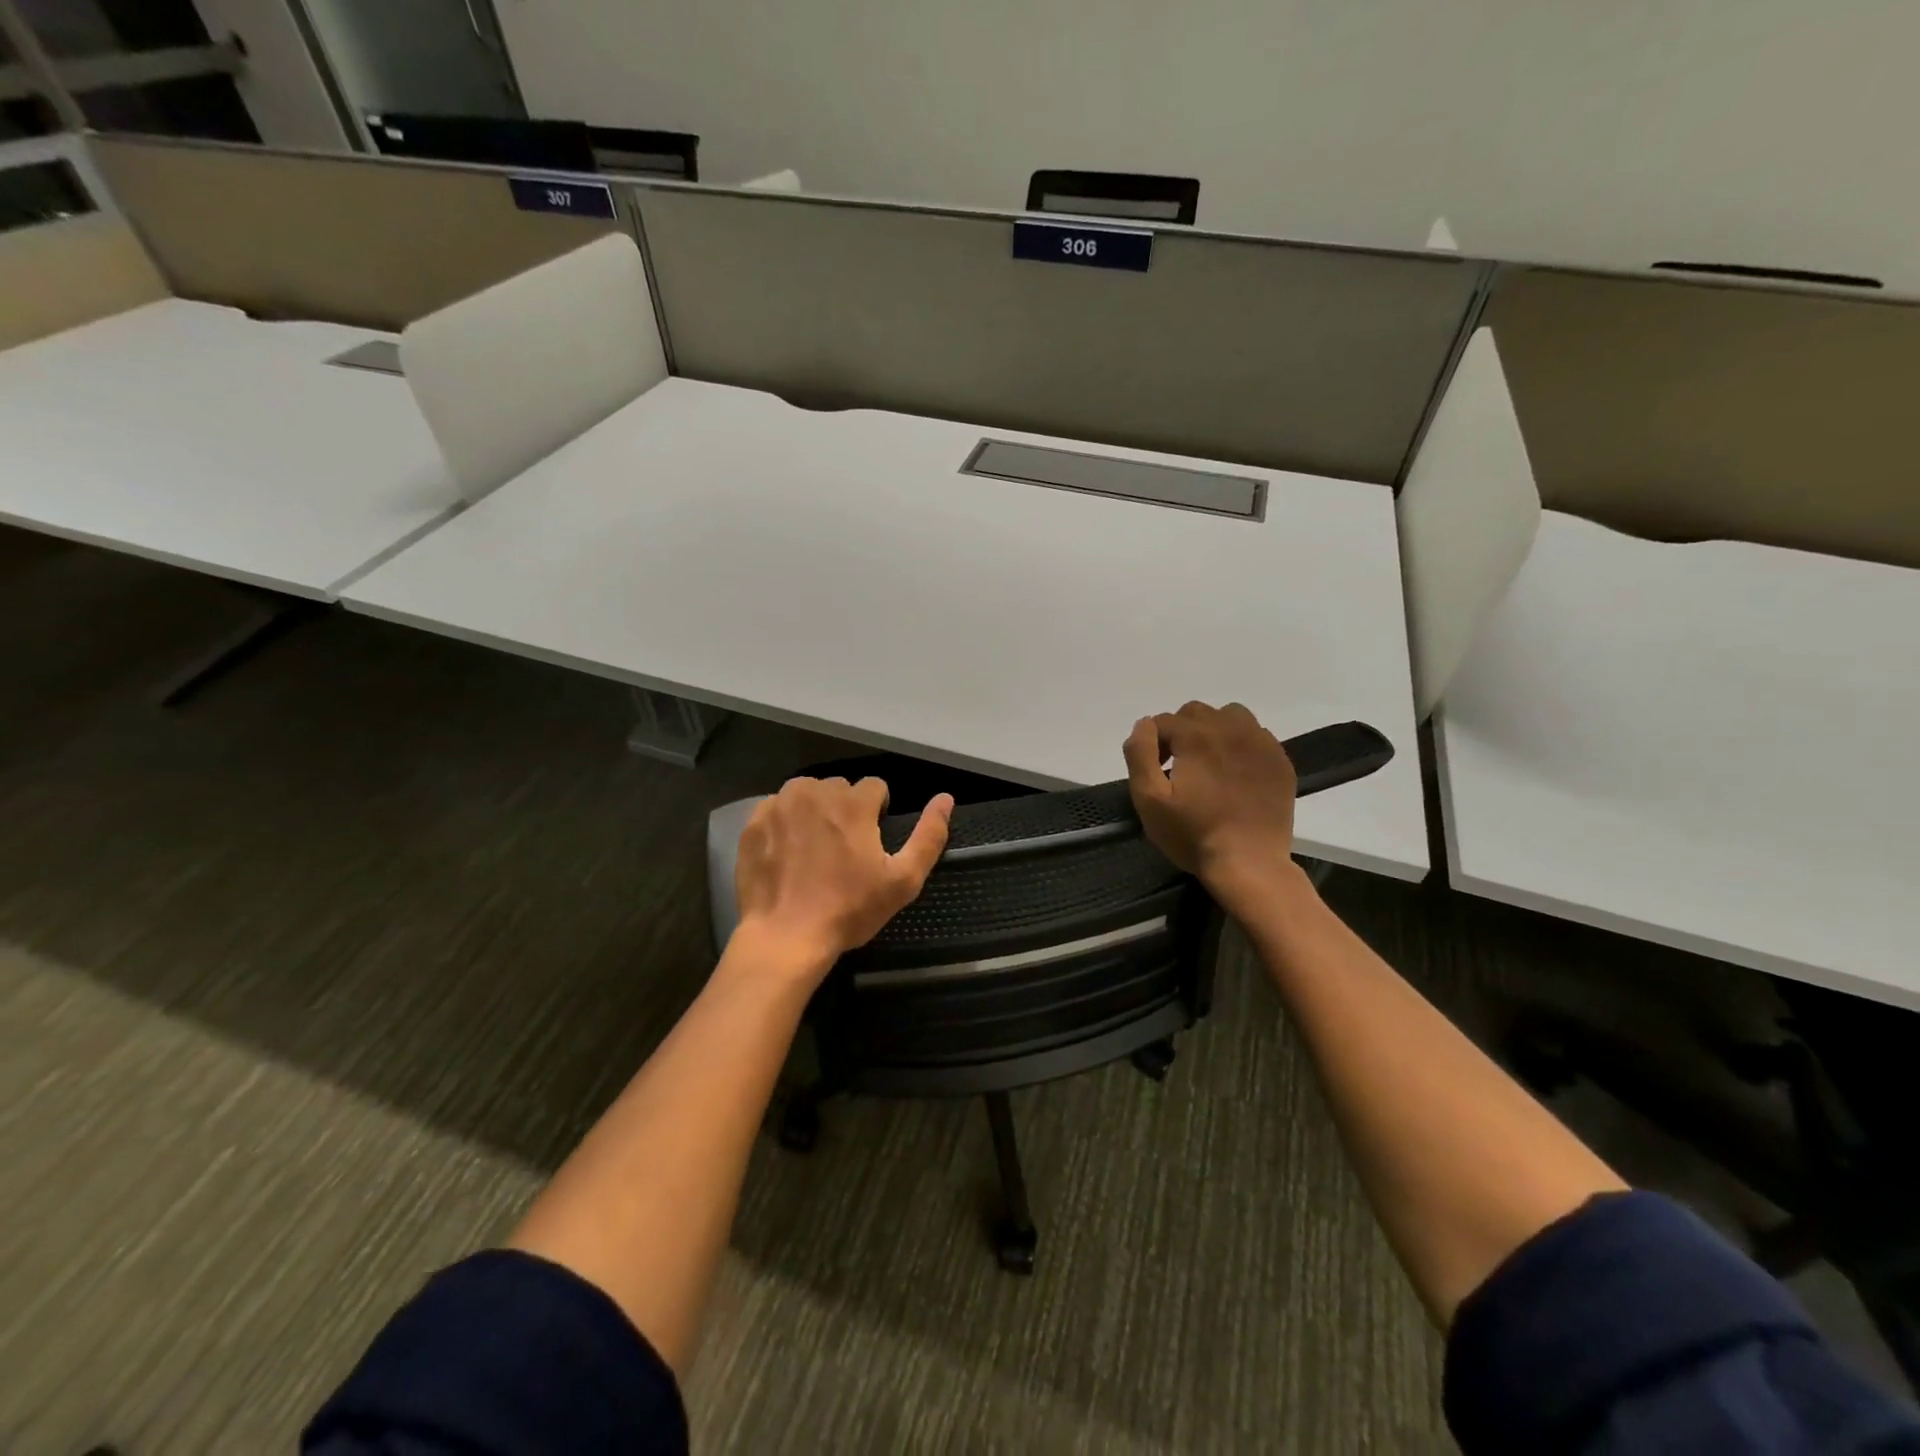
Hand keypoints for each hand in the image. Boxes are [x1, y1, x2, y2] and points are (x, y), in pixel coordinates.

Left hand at [731, 777, 952, 980]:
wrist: (785, 936)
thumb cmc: (849, 910)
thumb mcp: (903, 881)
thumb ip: (929, 836)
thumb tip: (946, 799)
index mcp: (853, 803)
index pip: (875, 787)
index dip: (878, 812)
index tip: (871, 842)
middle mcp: (815, 792)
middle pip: (839, 788)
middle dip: (845, 810)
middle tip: (843, 850)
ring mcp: (779, 805)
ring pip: (806, 793)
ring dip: (814, 811)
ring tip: (814, 848)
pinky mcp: (753, 823)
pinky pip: (776, 808)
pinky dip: (784, 822)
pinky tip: (786, 853)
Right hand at [1123, 702, 1298, 906]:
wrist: (1250, 864)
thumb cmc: (1193, 834)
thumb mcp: (1149, 799)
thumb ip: (1139, 754)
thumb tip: (1144, 724)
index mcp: (1197, 736)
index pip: (1164, 721)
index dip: (1152, 744)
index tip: (1155, 772)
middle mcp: (1231, 728)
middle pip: (1196, 712)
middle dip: (1180, 732)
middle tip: (1178, 767)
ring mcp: (1261, 743)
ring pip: (1230, 716)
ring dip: (1212, 730)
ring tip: (1208, 763)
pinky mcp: (1280, 761)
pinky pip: (1256, 735)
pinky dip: (1240, 744)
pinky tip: (1235, 773)